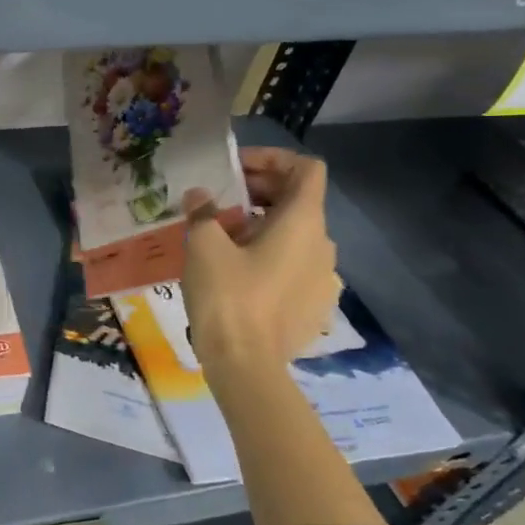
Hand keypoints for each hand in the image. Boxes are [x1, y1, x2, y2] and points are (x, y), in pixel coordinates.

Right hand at [181, 148, 338, 368]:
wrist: (246, 365)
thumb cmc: (227, 297)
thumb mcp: (204, 246)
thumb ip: (203, 212)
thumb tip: (200, 195)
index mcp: (303, 223)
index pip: (306, 169)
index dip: (273, 159)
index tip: (236, 170)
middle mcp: (323, 244)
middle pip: (300, 200)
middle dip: (261, 191)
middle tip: (220, 200)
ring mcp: (324, 278)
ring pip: (297, 235)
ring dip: (264, 225)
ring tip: (224, 236)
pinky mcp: (316, 306)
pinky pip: (296, 266)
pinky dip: (272, 256)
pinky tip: (240, 273)